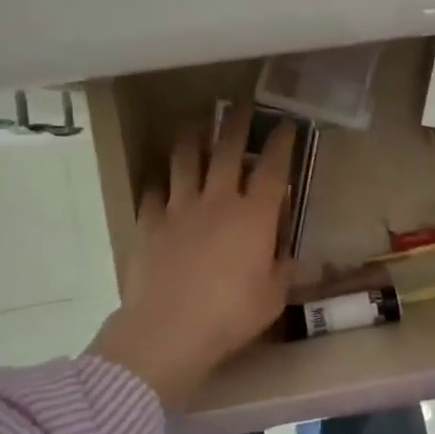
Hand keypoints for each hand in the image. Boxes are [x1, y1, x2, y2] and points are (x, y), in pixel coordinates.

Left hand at [88, 104, 295, 407]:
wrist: (169, 329)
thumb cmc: (230, 315)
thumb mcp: (273, 297)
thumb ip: (282, 268)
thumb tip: (285, 251)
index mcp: (254, 216)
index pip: (273, 169)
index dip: (281, 143)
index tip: (285, 124)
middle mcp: (218, 201)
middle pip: (228, 150)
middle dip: (237, 123)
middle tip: (240, 104)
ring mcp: (180, 208)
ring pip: (186, 159)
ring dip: (192, 136)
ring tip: (195, 122)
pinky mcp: (149, 222)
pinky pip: (153, 191)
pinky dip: (158, 181)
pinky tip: (159, 178)